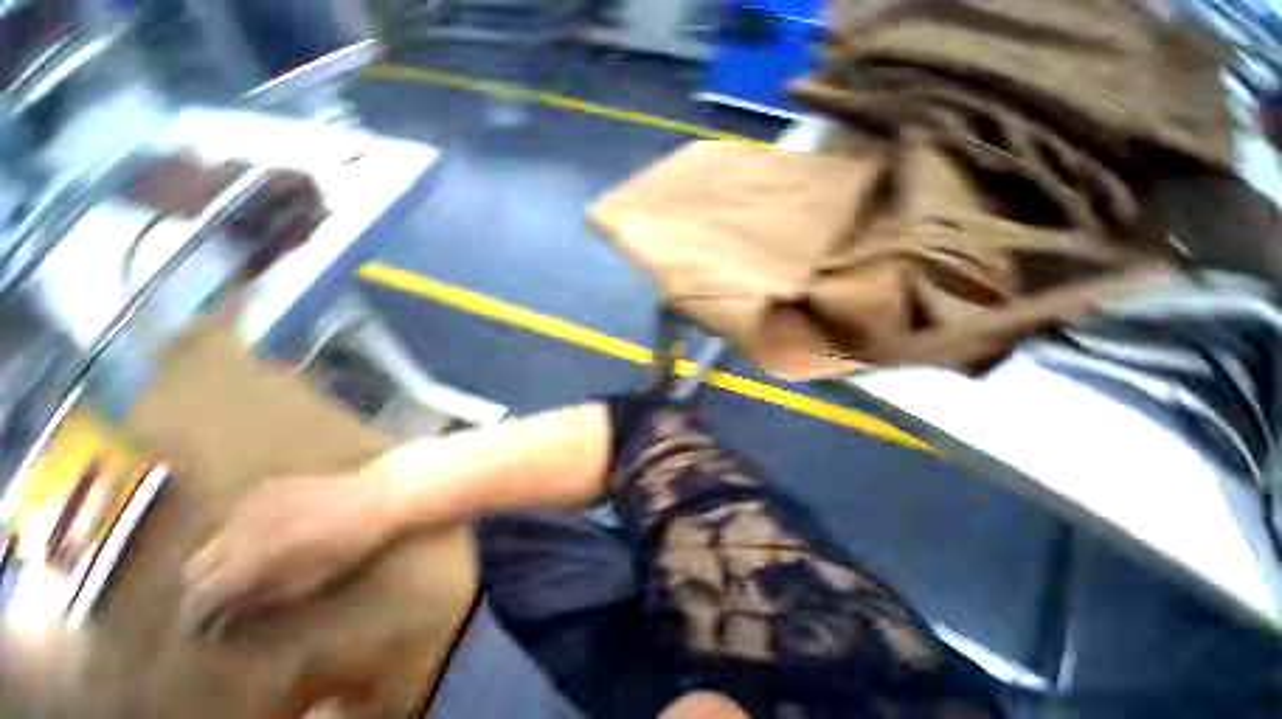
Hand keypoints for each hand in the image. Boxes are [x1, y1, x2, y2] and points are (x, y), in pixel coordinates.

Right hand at [180, 473, 395, 634]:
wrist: (376, 496)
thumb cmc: (349, 547)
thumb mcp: (306, 585)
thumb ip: (258, 600)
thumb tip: (222, 617)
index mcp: (251, 556)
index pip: (201, 593)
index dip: (193, 616)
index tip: (195, 632)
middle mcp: (241, 526)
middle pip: (194, 566)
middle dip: (197, 590)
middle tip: (209, 607)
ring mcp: (250, 502)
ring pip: (210, 541)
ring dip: (214, 563)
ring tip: (232, 578)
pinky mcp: (263, 487)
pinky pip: (233, 519)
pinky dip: (233, 538)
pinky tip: (254, 546)